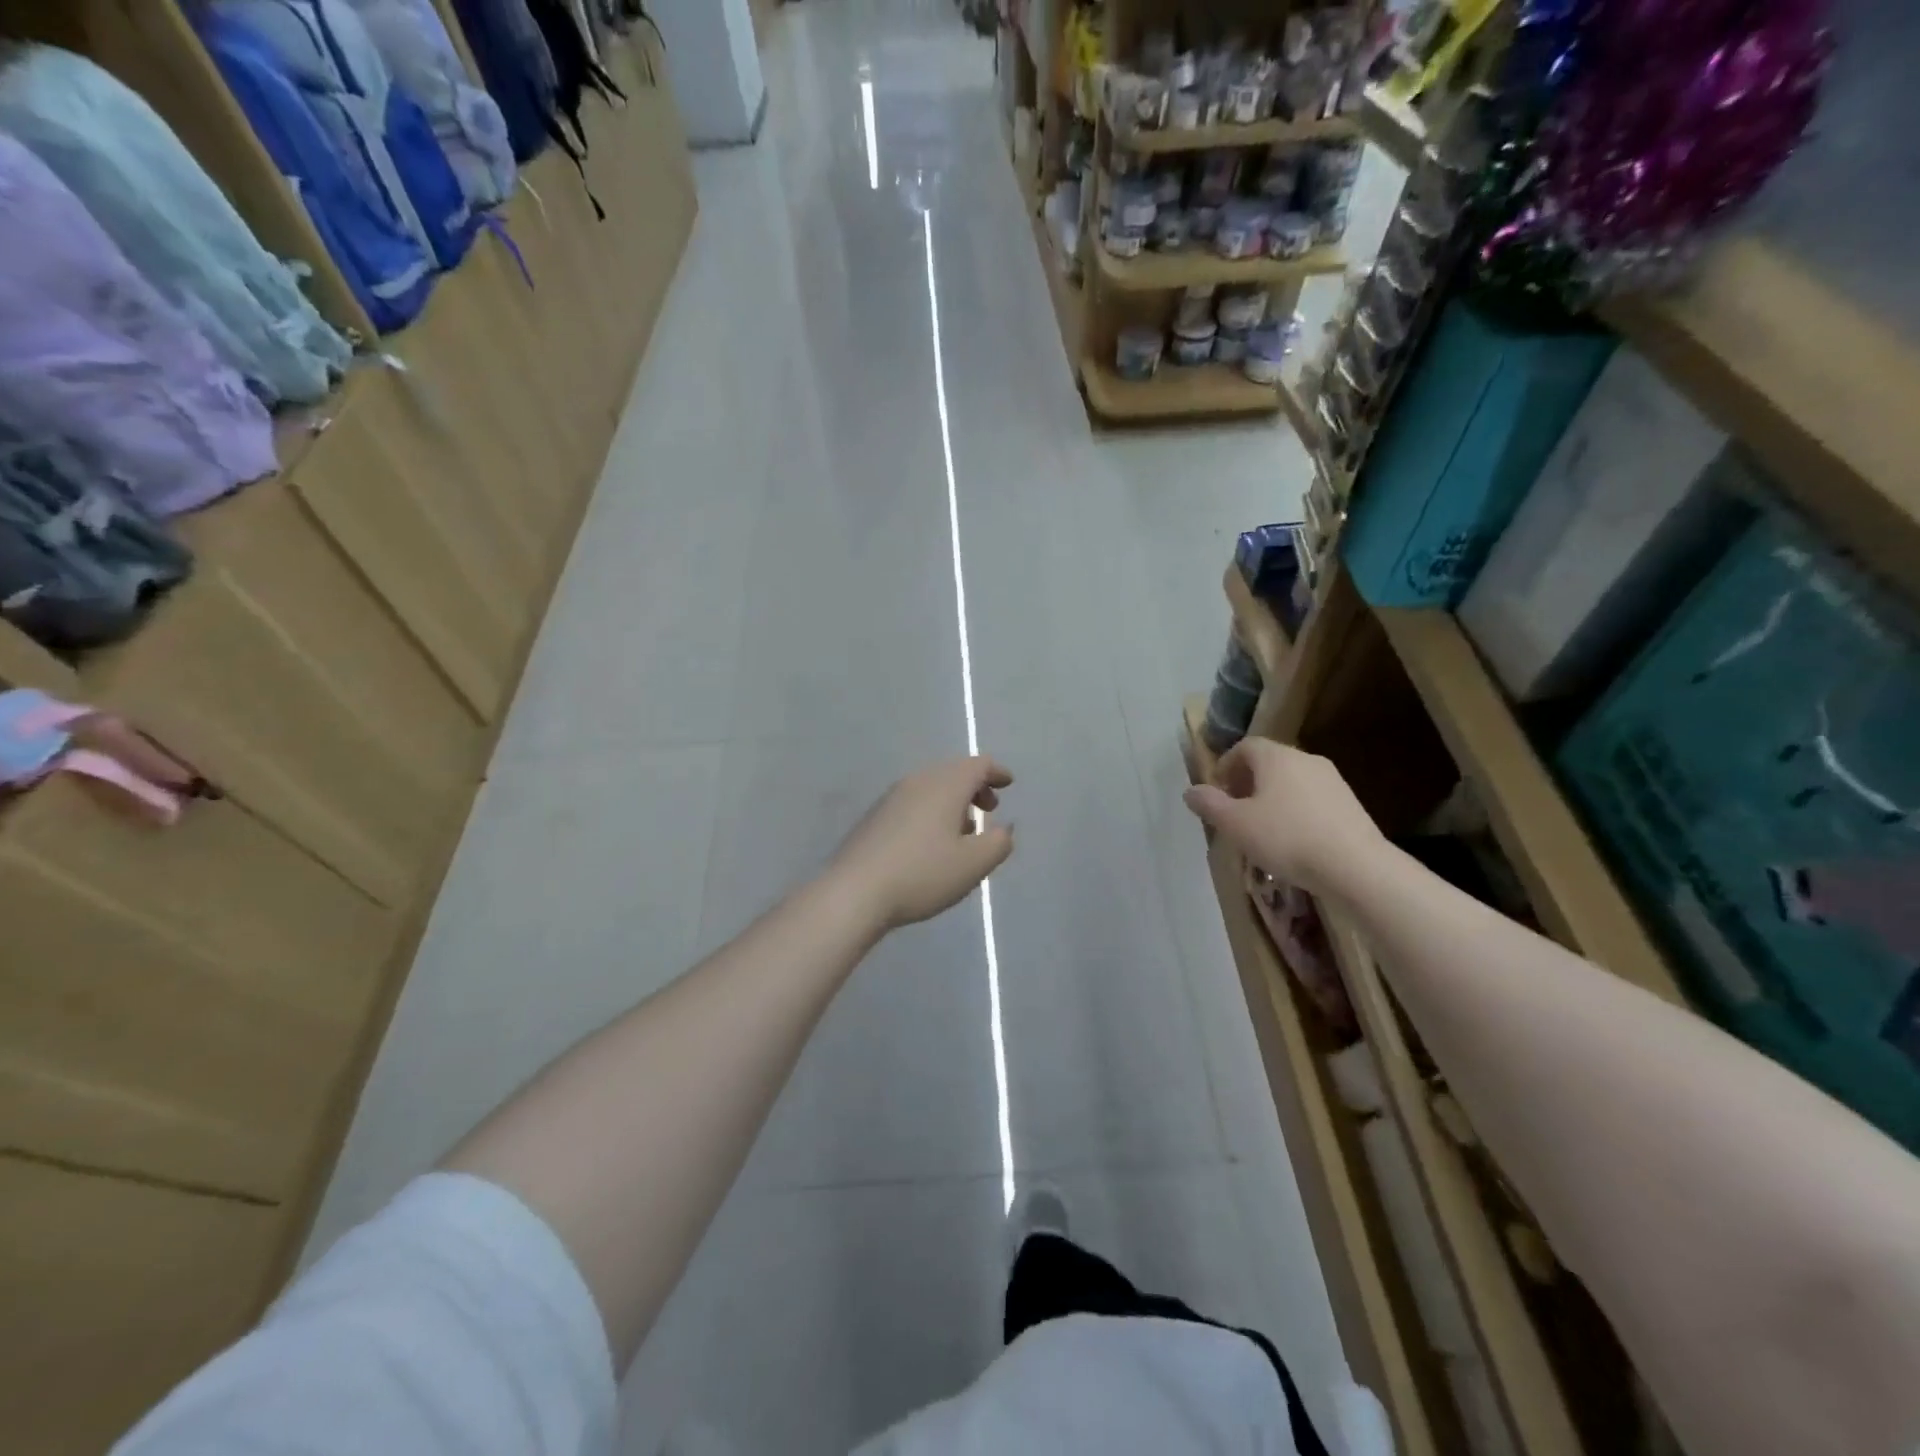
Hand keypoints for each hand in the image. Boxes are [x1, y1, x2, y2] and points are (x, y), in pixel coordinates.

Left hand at [829, 757, 1014, 929]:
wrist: (855, 891)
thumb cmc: (922, 874)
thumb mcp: (973, 864)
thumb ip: (998, 843)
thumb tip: (1004, 828)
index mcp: (945, 785)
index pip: (978, 765)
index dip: (997, 772)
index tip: (1008, 783)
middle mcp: (918, 781)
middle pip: (953, 771)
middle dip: (975, 786)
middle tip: (989, 808)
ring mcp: (892, 797)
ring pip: (931, 787)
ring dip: (953, 800)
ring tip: (964, 829)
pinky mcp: (875, 816)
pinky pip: (913, 801)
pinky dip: (932, 810)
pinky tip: (931, 840)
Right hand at [1183, 739, 1383, 893]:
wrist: (1356, 866)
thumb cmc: (1286, 838)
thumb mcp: (1235, 824)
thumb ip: (1209, 804)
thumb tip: (1190, 791)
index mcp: (1276, 757)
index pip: (1245, 746)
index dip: (1226, 765)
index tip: (1217, 792)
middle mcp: (1305, 759)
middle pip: (1269, 762)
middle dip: (1247, 783)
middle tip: (1235, 811)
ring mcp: (1333, 781)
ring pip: (1291, 782)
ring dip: (1271, 798)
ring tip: (1262, 829)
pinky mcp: (1350, 804)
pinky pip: (1312, 800)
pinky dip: (1295, 811)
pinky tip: (1293, 841)